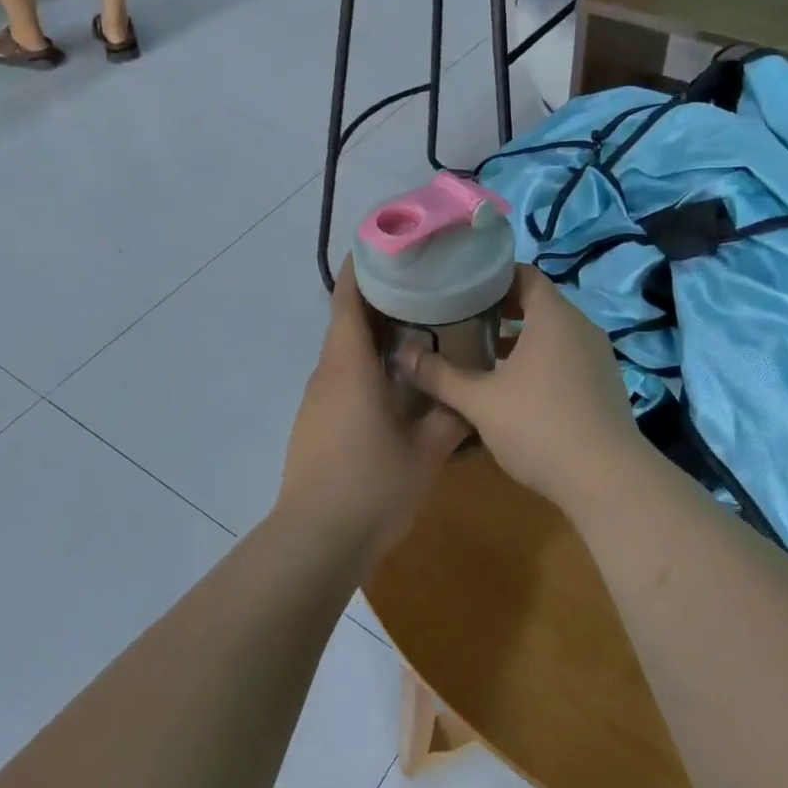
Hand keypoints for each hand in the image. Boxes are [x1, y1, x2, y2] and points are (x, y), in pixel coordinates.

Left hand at [276, 259, 471, 571]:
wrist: (316, 540)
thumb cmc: (372, 485)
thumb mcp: (426, 450)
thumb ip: (452, 415)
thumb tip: (472, 392)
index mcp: (349, 366)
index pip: (348, 301)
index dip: (362, 269)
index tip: (386, 247)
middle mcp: (327, 373)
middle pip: (347, 322)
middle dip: (379, 300)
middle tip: (422, 286)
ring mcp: (317, 400)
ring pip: (344, 352)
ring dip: (373, 335)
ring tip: (415, 328)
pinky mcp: (315, 423)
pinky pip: (341, 378)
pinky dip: (364, 365)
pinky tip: (394, 381)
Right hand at [403, 265, 644, 510]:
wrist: (607, 480)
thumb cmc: (540, 426)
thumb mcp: (480, 402)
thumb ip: (440, 376)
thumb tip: (403, 354)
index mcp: (554, 317)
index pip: (524, 275)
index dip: (492, 278)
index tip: (461, 290)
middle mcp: (581, 327)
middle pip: (538, 303)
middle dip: (500, 311)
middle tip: (463, 321)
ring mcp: (597, 356)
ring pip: (553, 333)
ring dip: (520, 339)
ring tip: (483, 355)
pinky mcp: (604, 384)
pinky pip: (567, 357)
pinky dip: (540, 360)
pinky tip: (515, 389)